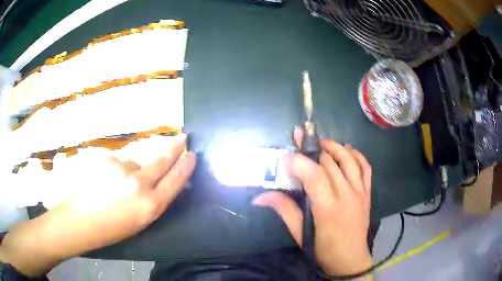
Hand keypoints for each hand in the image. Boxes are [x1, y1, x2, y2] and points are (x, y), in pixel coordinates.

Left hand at [0, 134, 194, 276]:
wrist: (78, 221)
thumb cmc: (110, 229)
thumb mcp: (138, 221)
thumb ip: (153, 200)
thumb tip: (160, 182)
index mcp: (149, 206)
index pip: (175, 180)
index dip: (185, 166)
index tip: (192, 155)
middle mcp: (139, 184)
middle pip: (161, 160)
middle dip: (174, 148)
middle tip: (182, 137)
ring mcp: (120, 168)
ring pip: (134, 162)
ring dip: (131, 170)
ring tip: (114, 185)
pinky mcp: (105, 158)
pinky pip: (116, 162)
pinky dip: (114, 169)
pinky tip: (102, 181)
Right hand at [253, 128, 372, 274]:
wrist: (350, 259)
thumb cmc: (323, 249)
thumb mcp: (300, 233)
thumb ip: (283, 210)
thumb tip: (259, 197)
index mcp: (328, 209)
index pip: (315, 176)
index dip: (299, 162)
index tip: (287, 156)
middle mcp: (347, 195)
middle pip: (330, 163)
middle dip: (313, 148)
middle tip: (300, 139)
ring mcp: (360, 192)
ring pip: (349, 160)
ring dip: (334, 146)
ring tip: (321, 141)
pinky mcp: (367, 192)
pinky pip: (365, 167)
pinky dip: (356, 154)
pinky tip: (346, 149)